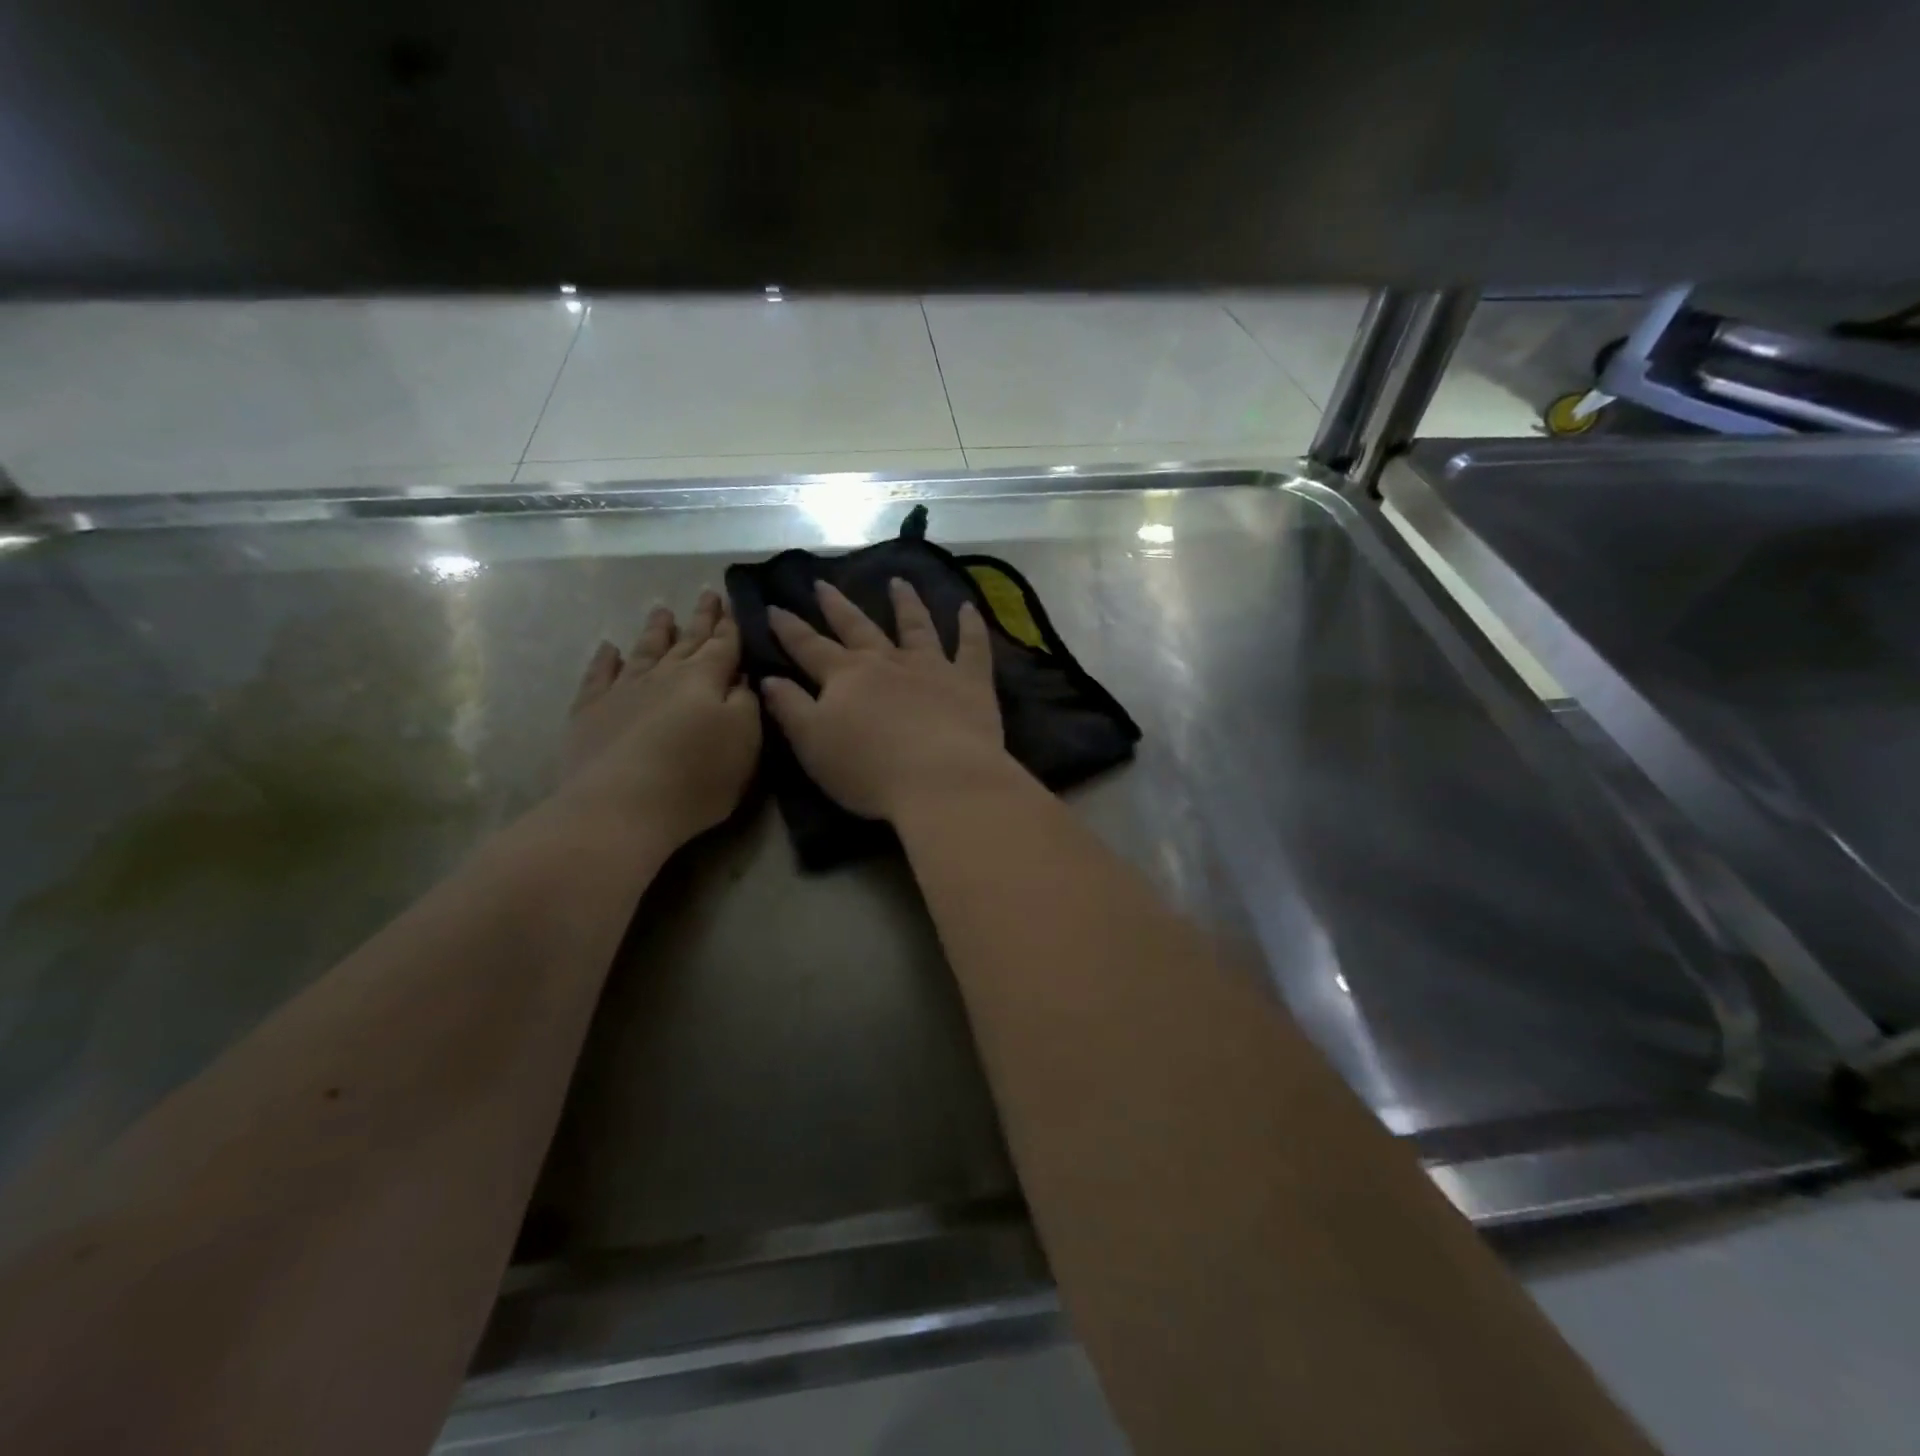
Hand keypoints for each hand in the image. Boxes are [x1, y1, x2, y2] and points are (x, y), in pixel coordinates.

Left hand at [560, 590, 760, 845]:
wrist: (620, 807)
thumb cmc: (696, 778)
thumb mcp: (745, 742)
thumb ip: (747, 703)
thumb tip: (742, 676)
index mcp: (705, 679)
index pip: (723, 645)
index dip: (730, 626)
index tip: (732, 603)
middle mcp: (664, 675)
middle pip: (686, 642)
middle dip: (700, 619)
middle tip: (707, 594)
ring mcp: (623, 691)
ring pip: (644, 651)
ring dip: (656, 631)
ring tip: (662, 611)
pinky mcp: (590, 712)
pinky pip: (599, 676)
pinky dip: (605, 660)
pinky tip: (608, 648)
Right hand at [761, 579, 1018, 821]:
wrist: (941, 779)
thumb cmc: (869, 770)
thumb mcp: (813, 744)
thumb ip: (790, 709)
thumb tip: (769, 679)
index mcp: (846, 677)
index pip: (810, 647)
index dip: (790, 629)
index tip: (775, 607)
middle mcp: (887, 662)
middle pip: (858, 627)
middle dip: (838, 606)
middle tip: (824, 583)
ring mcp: (932, 667)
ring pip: (916, 626)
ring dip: (906, 603)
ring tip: (898, 582)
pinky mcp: (971, 681)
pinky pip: (972, 646)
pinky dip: (971, 625)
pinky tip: (968, 607)